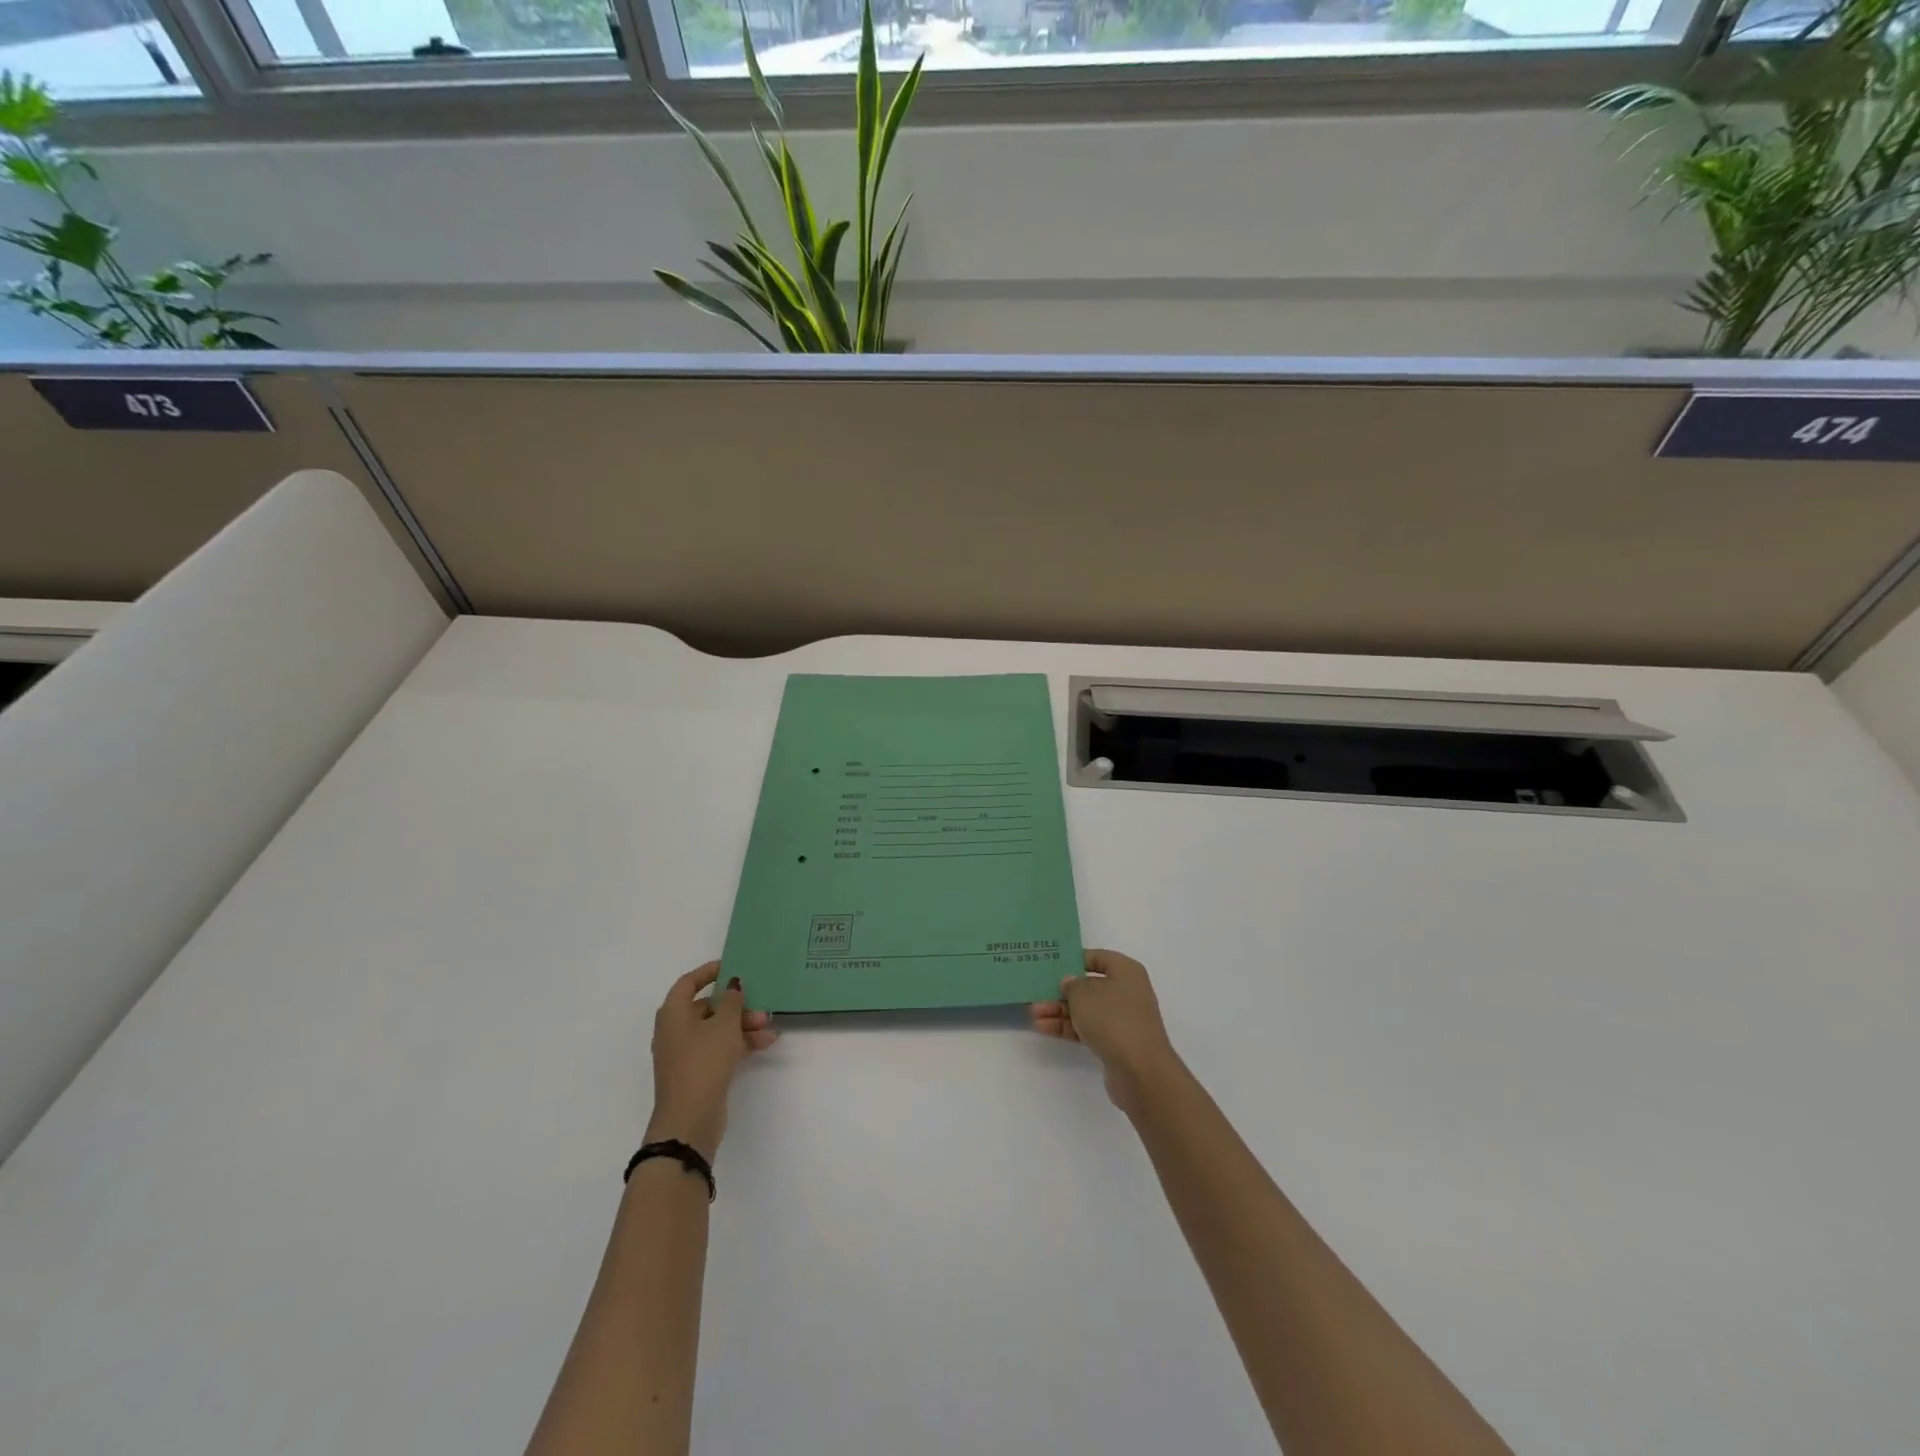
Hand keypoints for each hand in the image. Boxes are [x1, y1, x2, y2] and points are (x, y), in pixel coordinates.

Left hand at [646, 962, 776, 1160]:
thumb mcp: (724, 1025)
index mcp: (673, 1013)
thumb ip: (731, 1000)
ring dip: (743, 1026)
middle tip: (760, 1006)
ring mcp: (684, 1053)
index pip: (689, 983)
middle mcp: (675, 1030)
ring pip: (716, 1030)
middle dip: (736, 1006)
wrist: (689, 1119)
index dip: (709, 972)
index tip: (732, 966)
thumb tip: (732, 985)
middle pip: (707, 1008)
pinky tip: (765, 1044)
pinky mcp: (696, 1072)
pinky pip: (719, 1048)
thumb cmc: (703, 1062)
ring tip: (769, 1028)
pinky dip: (739, 1044)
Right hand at [1029, 949, 1182, 1111]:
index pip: (1097, 958)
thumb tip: (1069, 983)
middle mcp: (1127, 992)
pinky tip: (1044, 1028)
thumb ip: (1071, 984)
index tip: (1052, 964)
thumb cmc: (1112, 1018)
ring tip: (1034, 1013)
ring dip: (1060, 1011)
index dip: (1074, 959)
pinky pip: (1088, 1029)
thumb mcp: (1083, 993)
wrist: (1140, 1070)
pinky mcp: (1116, 1042)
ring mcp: (1122, 1019)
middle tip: (1036, 993)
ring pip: (1086, 1010)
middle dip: (1061, 991)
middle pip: (1089, 986)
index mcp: (1126, 971)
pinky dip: (1068, 1028)